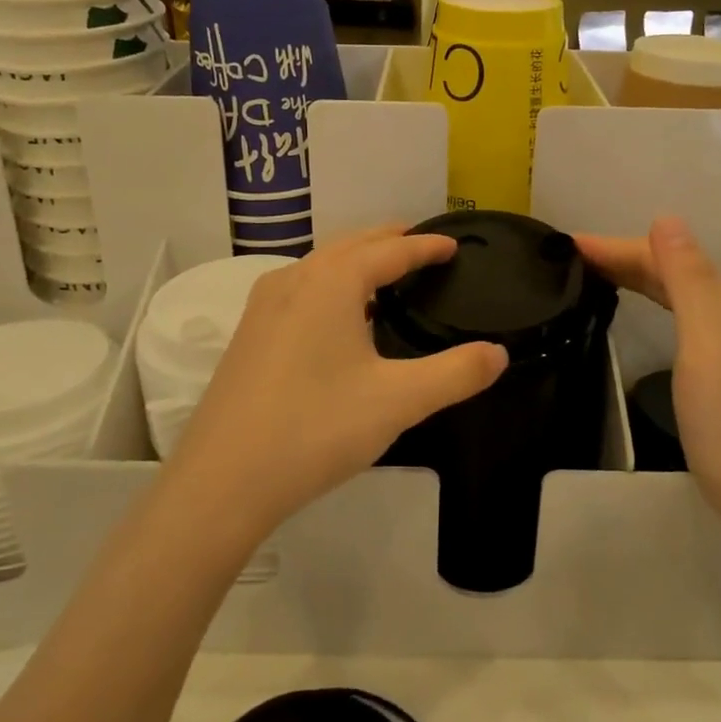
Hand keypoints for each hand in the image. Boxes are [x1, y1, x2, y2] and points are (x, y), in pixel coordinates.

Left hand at [166, 226, 506, 541]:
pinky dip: (330, 284)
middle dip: (389, 241)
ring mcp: (264, 307)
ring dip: (356, 260)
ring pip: (320, 265)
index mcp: (332, 282)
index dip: (425, 246)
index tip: (452, 245)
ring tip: (385, 275)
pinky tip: (337, 317)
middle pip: (351, 245)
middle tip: (422, 246)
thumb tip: (498, 354)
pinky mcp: (248, 335)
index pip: (390, 251)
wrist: (223, 480)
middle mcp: (294, 280)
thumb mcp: (398, 401)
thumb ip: (455, 374)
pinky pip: (300, 289)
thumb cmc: (316, 429)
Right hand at [575, 217, 720, 536]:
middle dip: (623, 260)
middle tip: (568, 260)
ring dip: (637, 281)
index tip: (567, 244)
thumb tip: (665, 218)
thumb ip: (686, 277)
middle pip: (672, 273)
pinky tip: (641, 312)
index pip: (666, 257)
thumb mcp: (705, 341)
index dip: (616, 248)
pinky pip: (683, 320)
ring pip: (677, 296)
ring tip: (593, 277)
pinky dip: (654, 306)